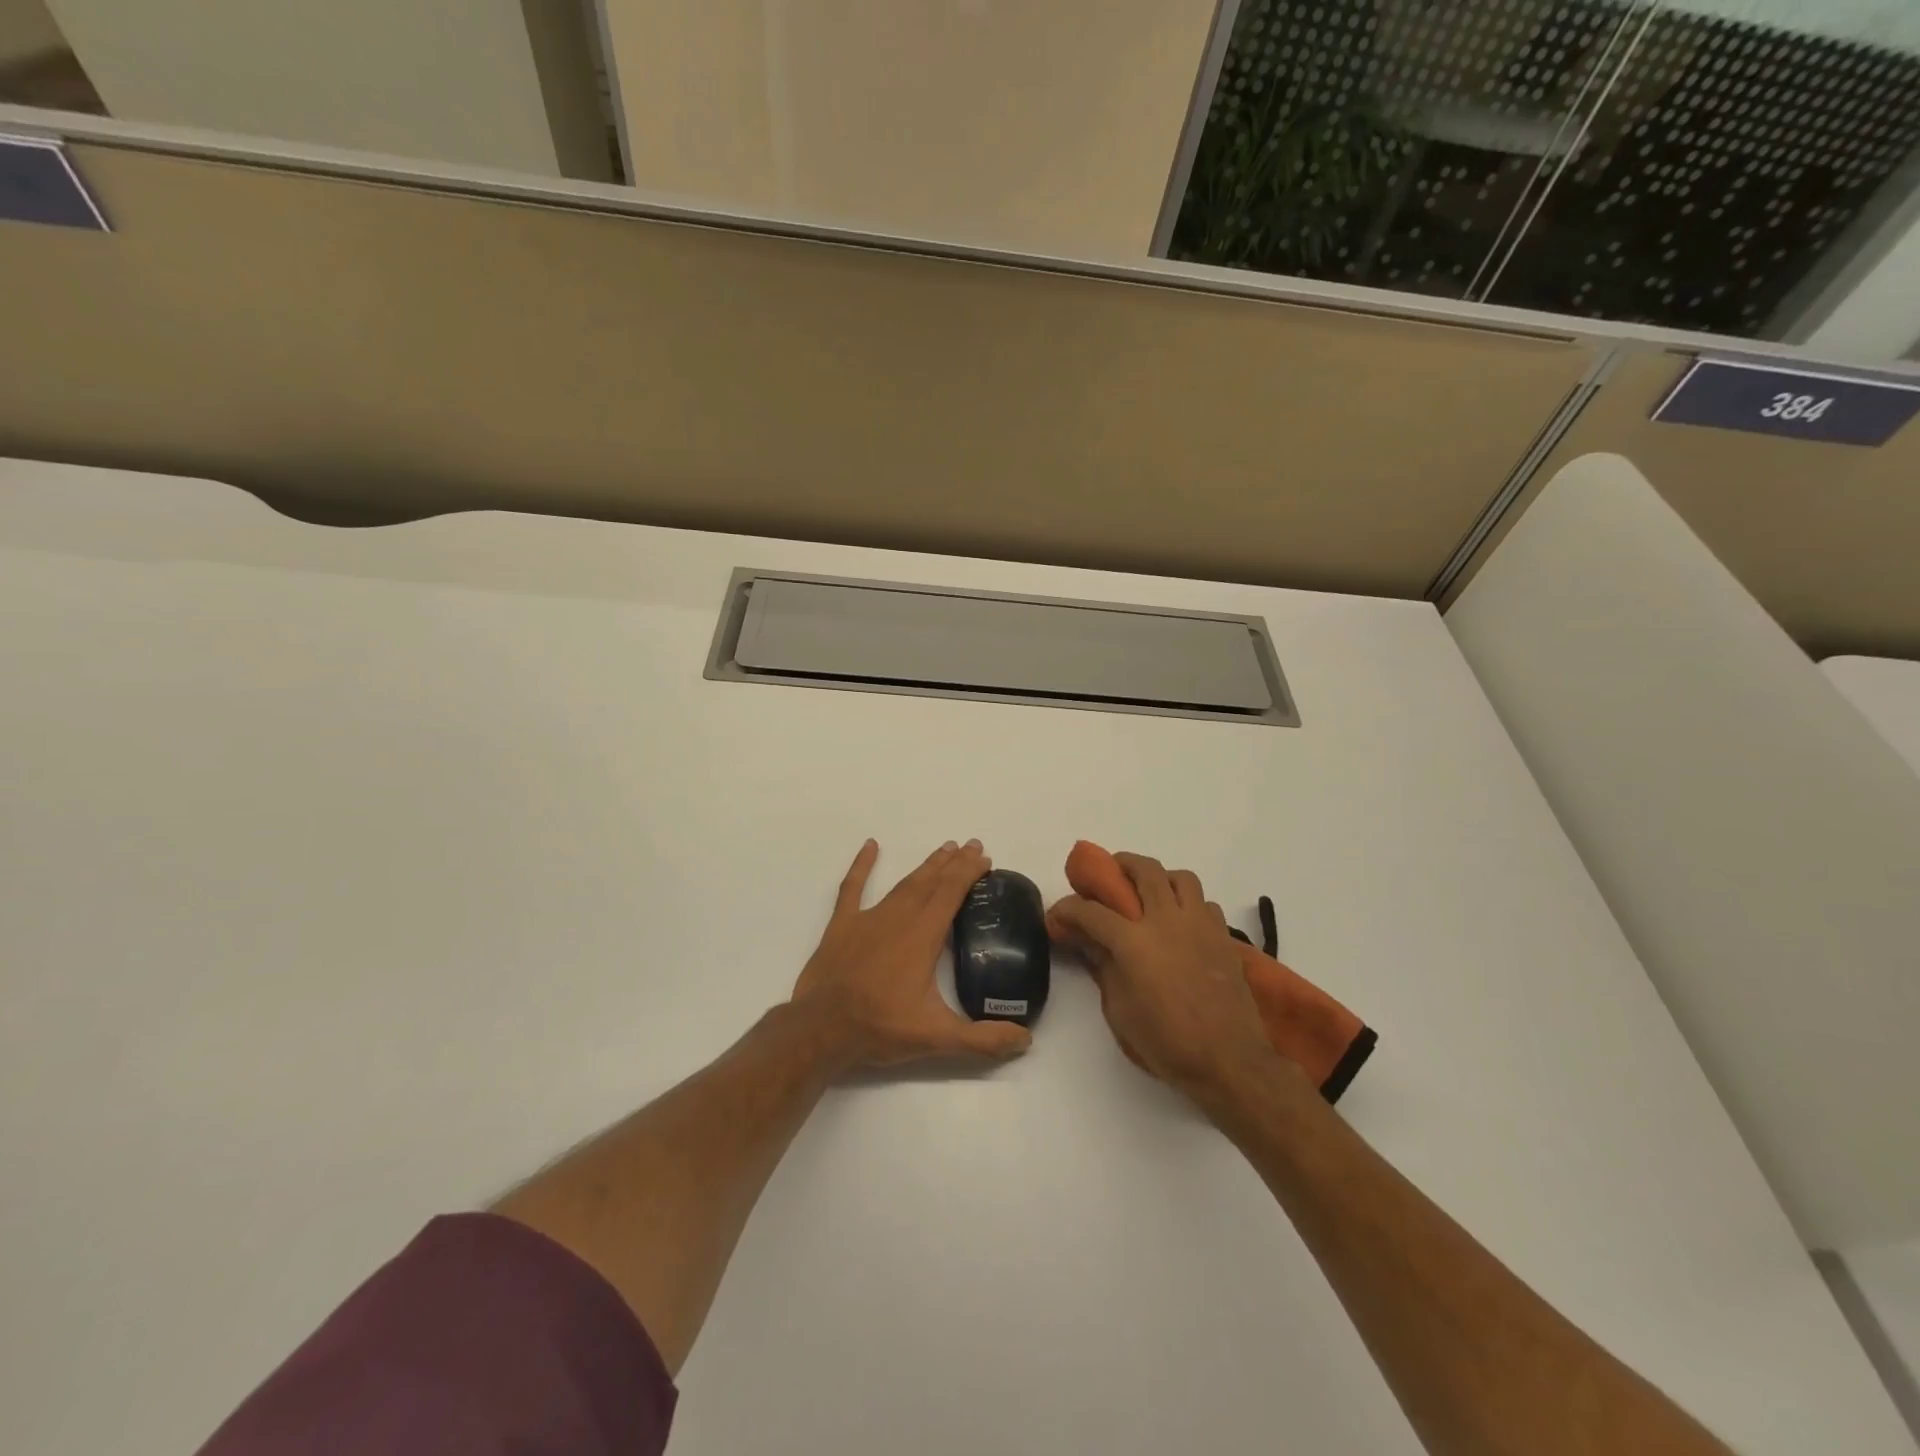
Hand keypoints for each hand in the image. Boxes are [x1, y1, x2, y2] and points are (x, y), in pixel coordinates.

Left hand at [791, 839, 1032, 1072]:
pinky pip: (852, 888)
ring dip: (925, 866)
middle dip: (953, 863)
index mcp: (923, 936)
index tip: (985, 858)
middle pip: (931, 882)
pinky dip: (862, 866)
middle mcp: (899, 918)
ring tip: (943, 850)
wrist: (821, 1029)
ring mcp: (868, 918)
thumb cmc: (880, 1028)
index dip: (969, 872)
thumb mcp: (937, 1037)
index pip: (952, 893)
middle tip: (971, 846)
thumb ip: (983, 1039)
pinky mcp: (842, 925)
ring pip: (903, 883)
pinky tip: (870, 846)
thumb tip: (1025, 1039)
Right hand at [1047, 853, 1275, 1099]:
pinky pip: (1205, 903)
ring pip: (1180, 877)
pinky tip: (1182, 924)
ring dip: (1160, 878)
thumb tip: (1087, 942)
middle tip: (1109, 876)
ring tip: (1151, 894)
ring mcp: (1199, 925)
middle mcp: (1166, 920)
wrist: (1229, 1060)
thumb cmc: (1166, 1042)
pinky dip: (1189, 905)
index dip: (1067, 909)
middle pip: (1143, 870)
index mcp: (1133, 941)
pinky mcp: (1223, 937)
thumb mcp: (1119, 1010)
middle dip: (1119, 865)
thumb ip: (1103, 967)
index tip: (1057, 915)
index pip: (1090, 911)